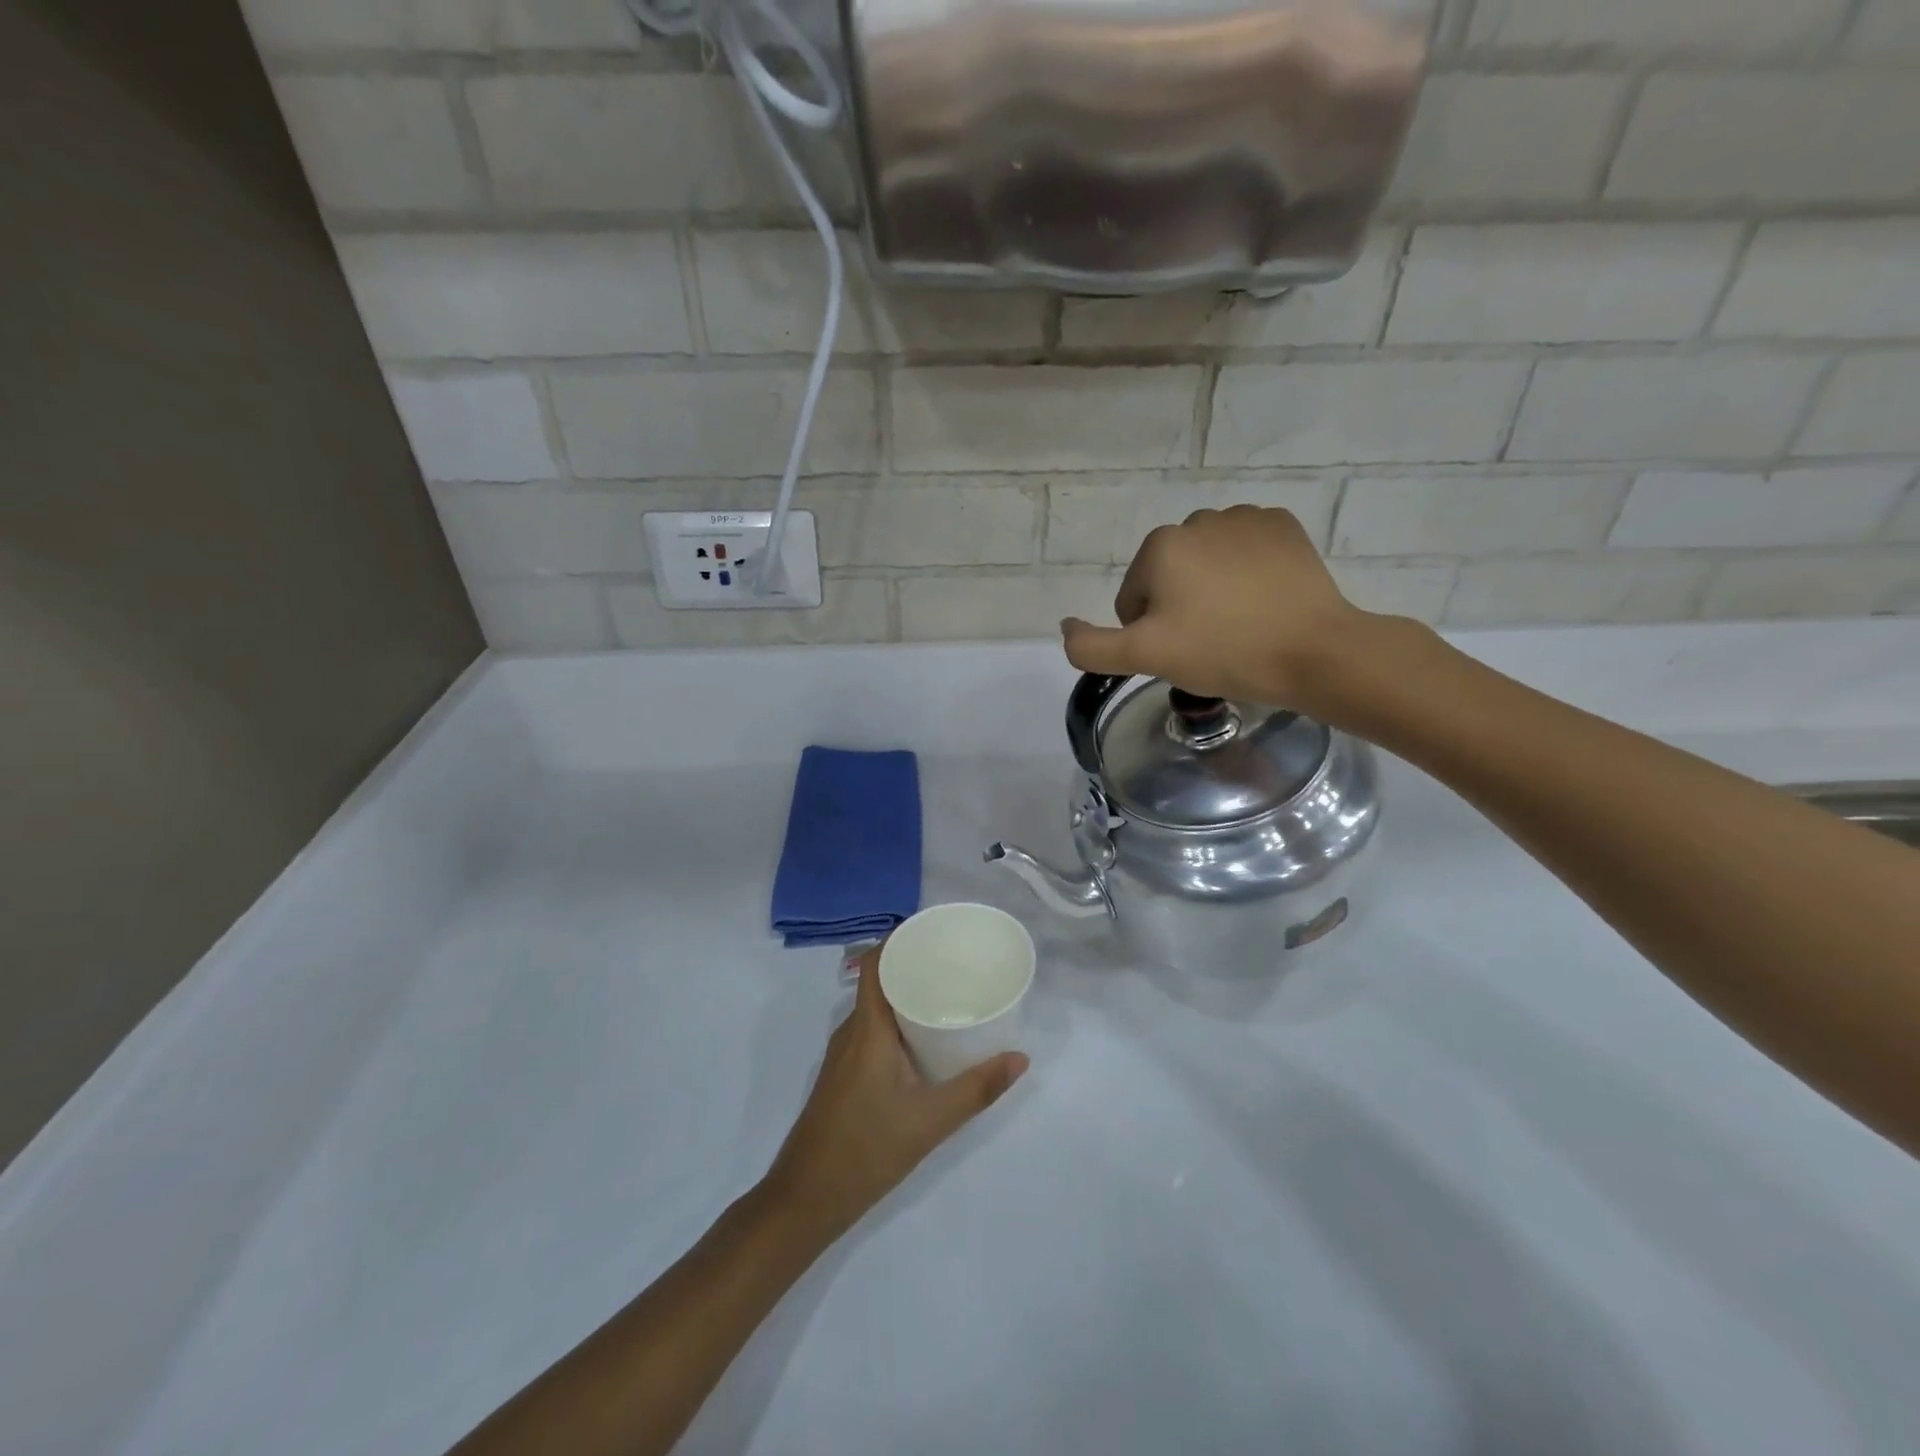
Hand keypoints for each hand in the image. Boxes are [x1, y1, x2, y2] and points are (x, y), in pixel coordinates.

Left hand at [763, 948, 1027, 1243]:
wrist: (805, 1199)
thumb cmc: (865, 1149)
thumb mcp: (930, 1120)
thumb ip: (976, 1088)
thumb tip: (1021, 1058)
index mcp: (867, 1027)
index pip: (878, 962)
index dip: (903, 938)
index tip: (939, 932)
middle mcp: (852, 1031)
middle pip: (882, 980)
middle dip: (917, 966)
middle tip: (959, 963)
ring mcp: (844, 1054)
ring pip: (878, 1008)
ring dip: (909, 996)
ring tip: (950, 994)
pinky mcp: (845, 1075)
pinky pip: (874, 1030)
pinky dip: (900, 1022)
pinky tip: (927, 1040)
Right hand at [1060, 506, 1368, 710]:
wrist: (1314, 651)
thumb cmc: (1223, 652)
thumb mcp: (1145, 657)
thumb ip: (1091, 647)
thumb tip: (1064, 627)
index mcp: (1160, 547)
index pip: (1133, 599)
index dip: (1149, 634)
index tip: (1180, 653)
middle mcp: (1197, 519)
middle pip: (1169, 577)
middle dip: (1179, 607)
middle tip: (1209, 642)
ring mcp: (1245, 518)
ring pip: (1207, 563)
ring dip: (1211, 589)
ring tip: (1239, 624)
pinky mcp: (1283, 526)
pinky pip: (1246, 551)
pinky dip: (1247, 573)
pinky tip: (1263, 602)